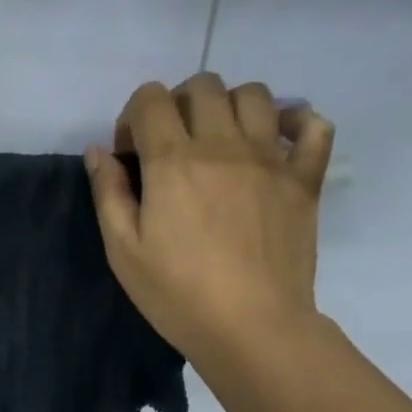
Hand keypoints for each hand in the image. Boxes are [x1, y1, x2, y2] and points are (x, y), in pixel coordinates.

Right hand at [85, 72, 333, 376]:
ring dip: (228, 107)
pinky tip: (274, 142)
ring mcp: (270, 157)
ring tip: (218, 143)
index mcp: (173, 160)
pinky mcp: (305, 177)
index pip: (150, 99)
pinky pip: (312, 125)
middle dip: (177, 105)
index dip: (132, 118)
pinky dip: (294, 122)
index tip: (130, 156)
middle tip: (170, 147)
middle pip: (202, 86)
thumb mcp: (123, 250)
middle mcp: (223, 144)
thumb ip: (108, 193)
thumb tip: (99, 151)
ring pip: (253, 94)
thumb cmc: (176, 293)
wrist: (250, 326)